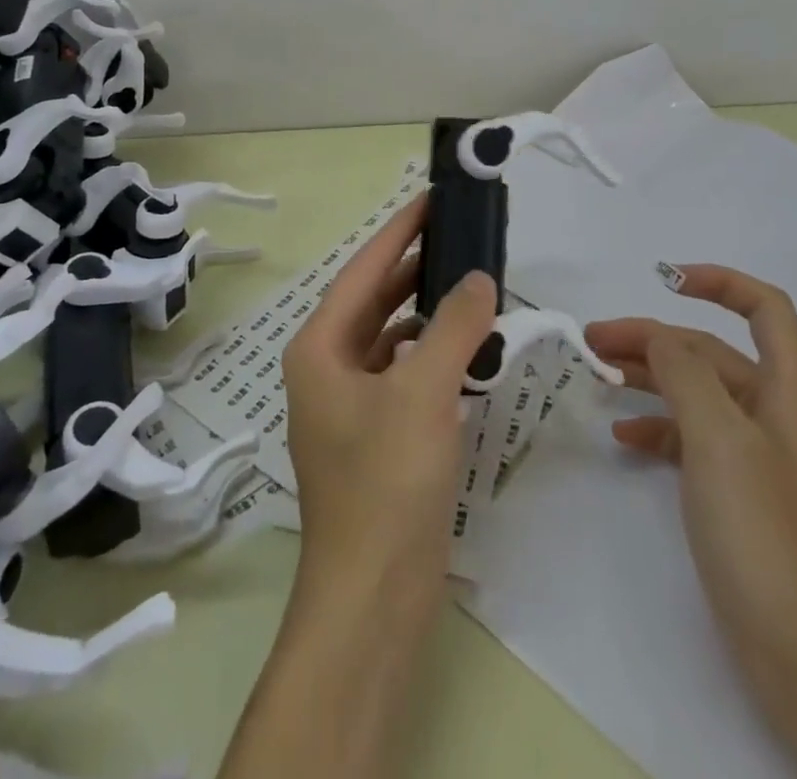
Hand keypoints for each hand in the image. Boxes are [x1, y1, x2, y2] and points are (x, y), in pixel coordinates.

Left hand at [219, 198, 497, 778]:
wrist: (373, 598)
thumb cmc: (386, 483)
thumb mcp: (423, 392)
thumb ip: (454, 327)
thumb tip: (478, 277)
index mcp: (319, 348)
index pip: (364, 270)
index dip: (400, 231)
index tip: (433, 198)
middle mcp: (327, 368)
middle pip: (376, 300)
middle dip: (415, 267)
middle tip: (461, 236)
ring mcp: (350, 404)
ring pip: (392, 337)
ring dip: (427, 313)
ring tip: (471, 285)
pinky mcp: (376, 436)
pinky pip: (405, 374)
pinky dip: (432, 355)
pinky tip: (466, 349)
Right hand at [588, 266, 796, 778]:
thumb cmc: (768, 537)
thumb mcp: (720, 440)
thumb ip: (686, 374)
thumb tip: (660, 336)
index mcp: (790, 392)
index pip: (765, 308)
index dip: (719, 282)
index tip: (663, 280)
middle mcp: (779, 415)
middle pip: (714, 352)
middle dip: (656, 338)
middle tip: (593, 341)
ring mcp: (762, 459)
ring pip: (700, 394)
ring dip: (651, 379)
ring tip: (598, 378)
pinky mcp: (744, 497)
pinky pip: (696, 440)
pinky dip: (660, 428)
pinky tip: (624, 438)